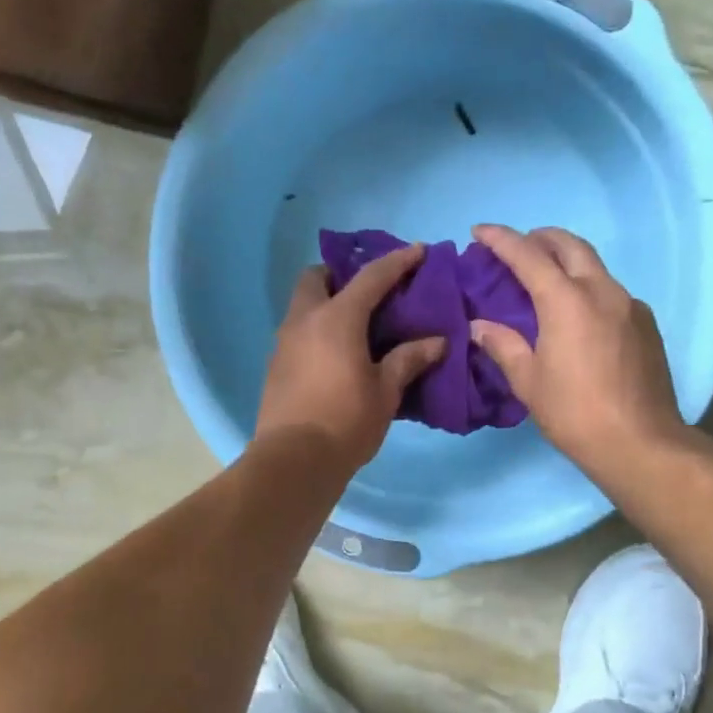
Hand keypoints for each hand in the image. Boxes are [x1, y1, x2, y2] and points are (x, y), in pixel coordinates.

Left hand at [255, 245, 447, 476]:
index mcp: (337, 318)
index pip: (371, 277)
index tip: (419, 251)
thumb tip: (437, 342)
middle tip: (369, 292)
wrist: (293, 461)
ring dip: (327, 302)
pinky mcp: (276, 365)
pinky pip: (298, 331)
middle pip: (317, 277)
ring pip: (303, 305)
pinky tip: (337, 353)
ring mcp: (284, 342)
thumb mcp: (386, 391)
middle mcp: (304, 320)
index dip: (398, 261)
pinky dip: (317, 328)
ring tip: (357, 324)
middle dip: (341, 274)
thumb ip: (409, 360)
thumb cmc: (346, 422)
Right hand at [469, 224, 683, 470]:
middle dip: (540, 238)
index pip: (528, 255)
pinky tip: (577, 314)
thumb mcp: (529, 382)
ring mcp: (629, 305)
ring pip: (594, 265)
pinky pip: (610, 291)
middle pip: (569, 245)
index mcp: (566, 301)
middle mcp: (601, 291)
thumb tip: (480, 327)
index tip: (480, 231)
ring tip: (544, 279)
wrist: (640, 443)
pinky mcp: (646, 324)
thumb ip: (503, 346)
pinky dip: (587, 287)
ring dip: (566, 261)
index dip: (501, 239)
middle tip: (517, 247)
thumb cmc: (574, 413)